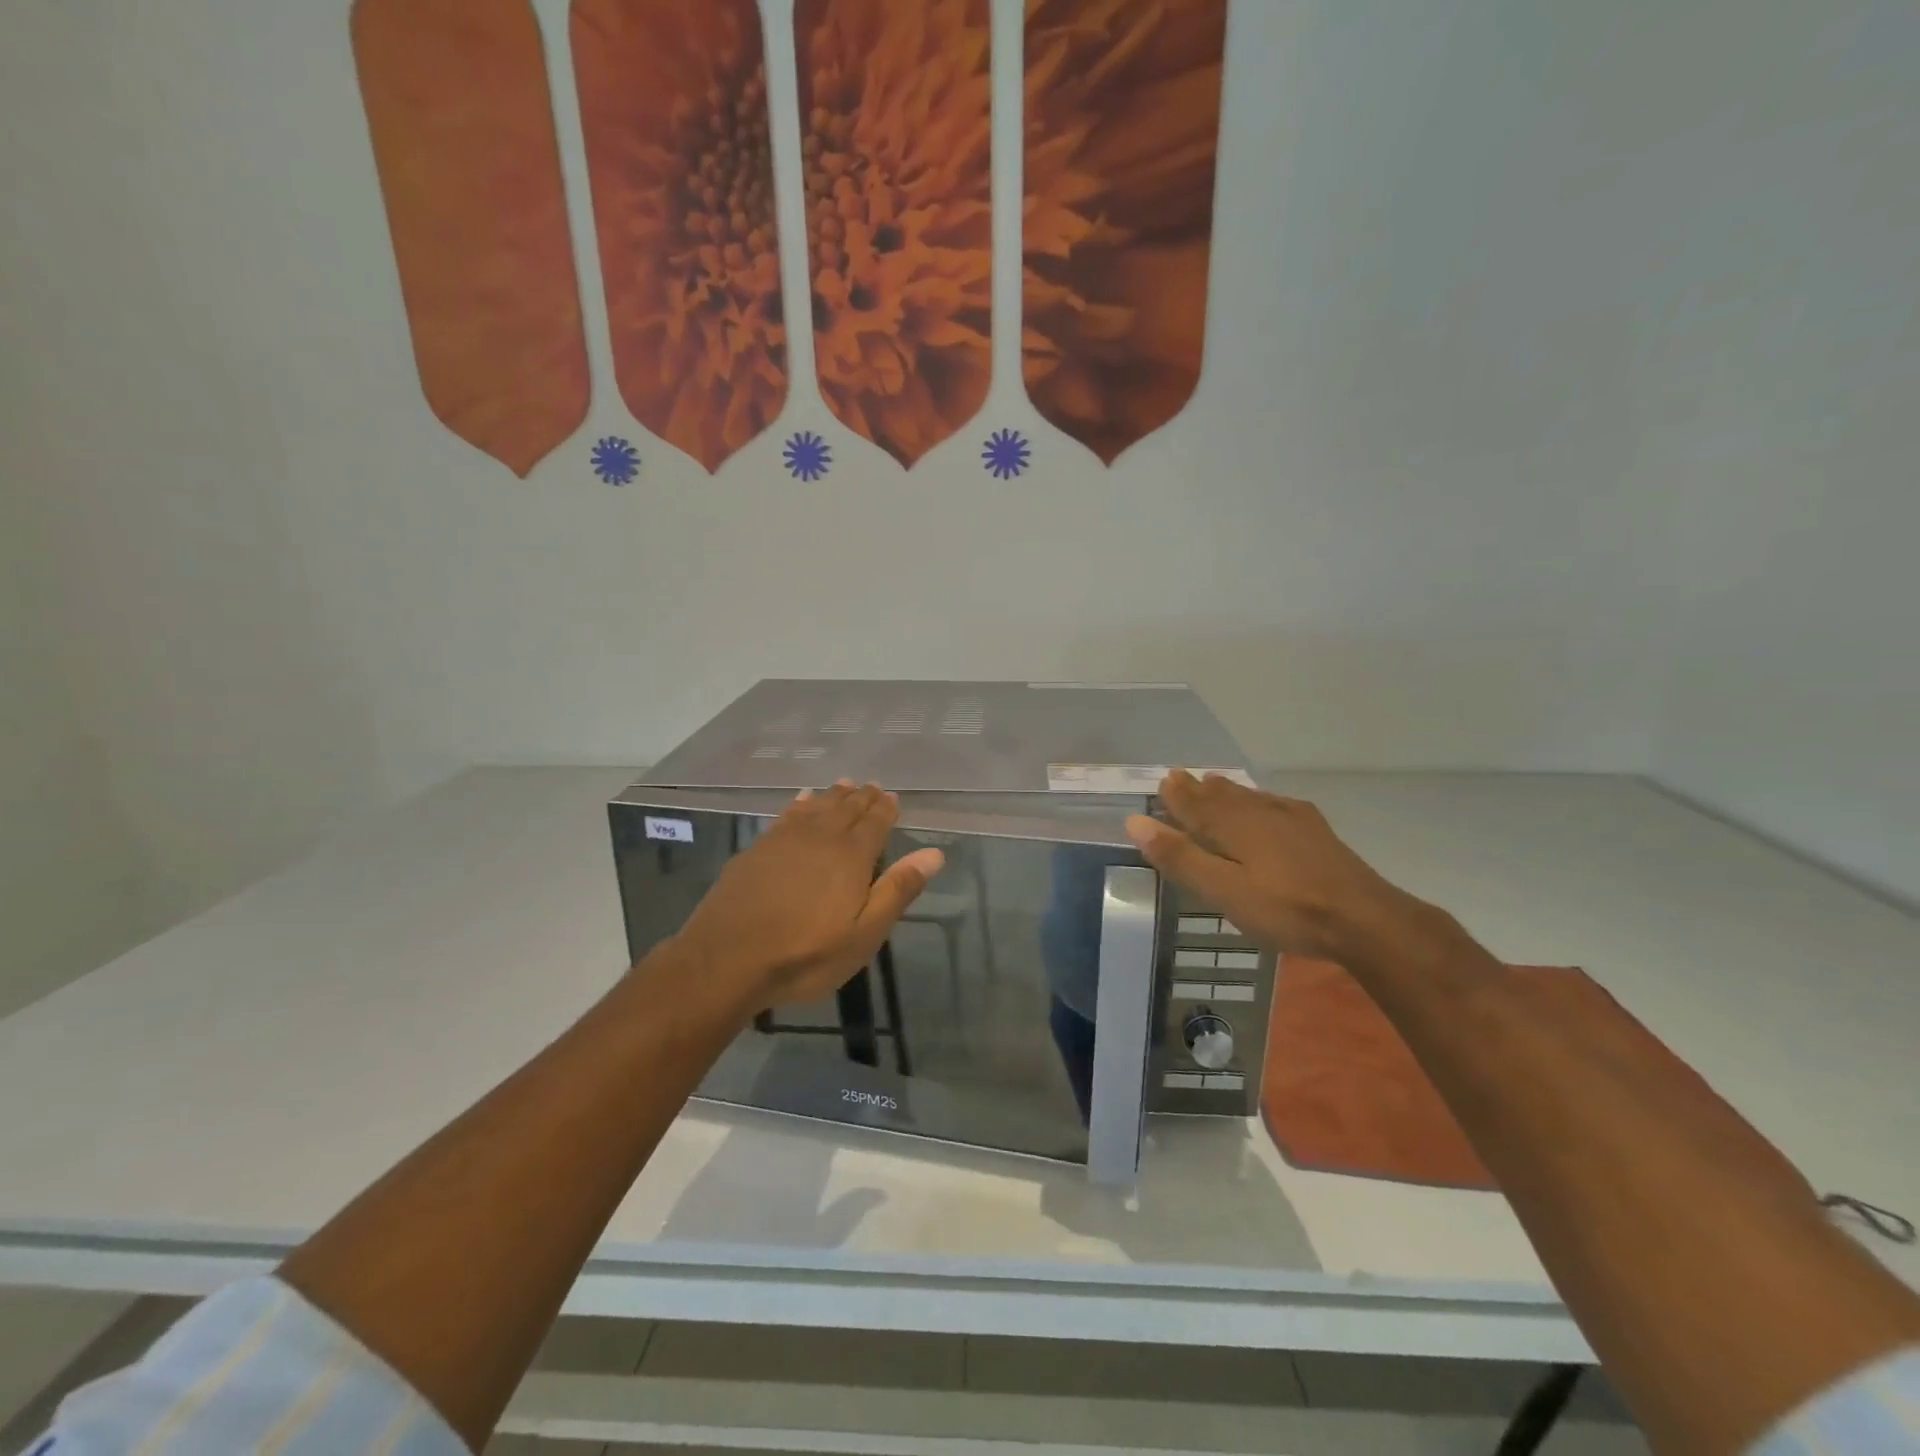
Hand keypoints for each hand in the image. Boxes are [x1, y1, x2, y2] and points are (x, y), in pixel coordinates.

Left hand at [671, 782, 943, 1010]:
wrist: (727, 959)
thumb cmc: (805, 954)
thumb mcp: (864, 933)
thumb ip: (898, 890)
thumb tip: (934, 854)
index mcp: (851, 855)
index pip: (875, 822)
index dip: (886, 809)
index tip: (892, 797)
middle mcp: (821, 836)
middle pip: (846, 808)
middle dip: (862, 797)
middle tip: (873, 786)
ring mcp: (785, 839)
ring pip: (816, 807)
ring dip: (833, 796)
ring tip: (844, 785)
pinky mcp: (758, 848)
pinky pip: (787, 815)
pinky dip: (800, 804)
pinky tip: (801, 801)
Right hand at [1125, 771, 1418, 961]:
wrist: (1365, 919)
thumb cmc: (1286, 908)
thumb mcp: (1222, 890)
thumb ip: (1180, 857)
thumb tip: (1136, 821)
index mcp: (1233, 825)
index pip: (1196, 803)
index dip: (1177, 794)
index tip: (1163, 781)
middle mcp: (1260, 813)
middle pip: (1223, 796)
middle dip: (1200, 789)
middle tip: (1182, 778)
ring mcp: (1293, 820)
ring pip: (1250, 798)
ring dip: (1228, 791)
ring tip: (1215, 783)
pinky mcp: (1317, 833)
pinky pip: (1277, 805)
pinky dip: (1260, 800)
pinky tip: (1269, 805)